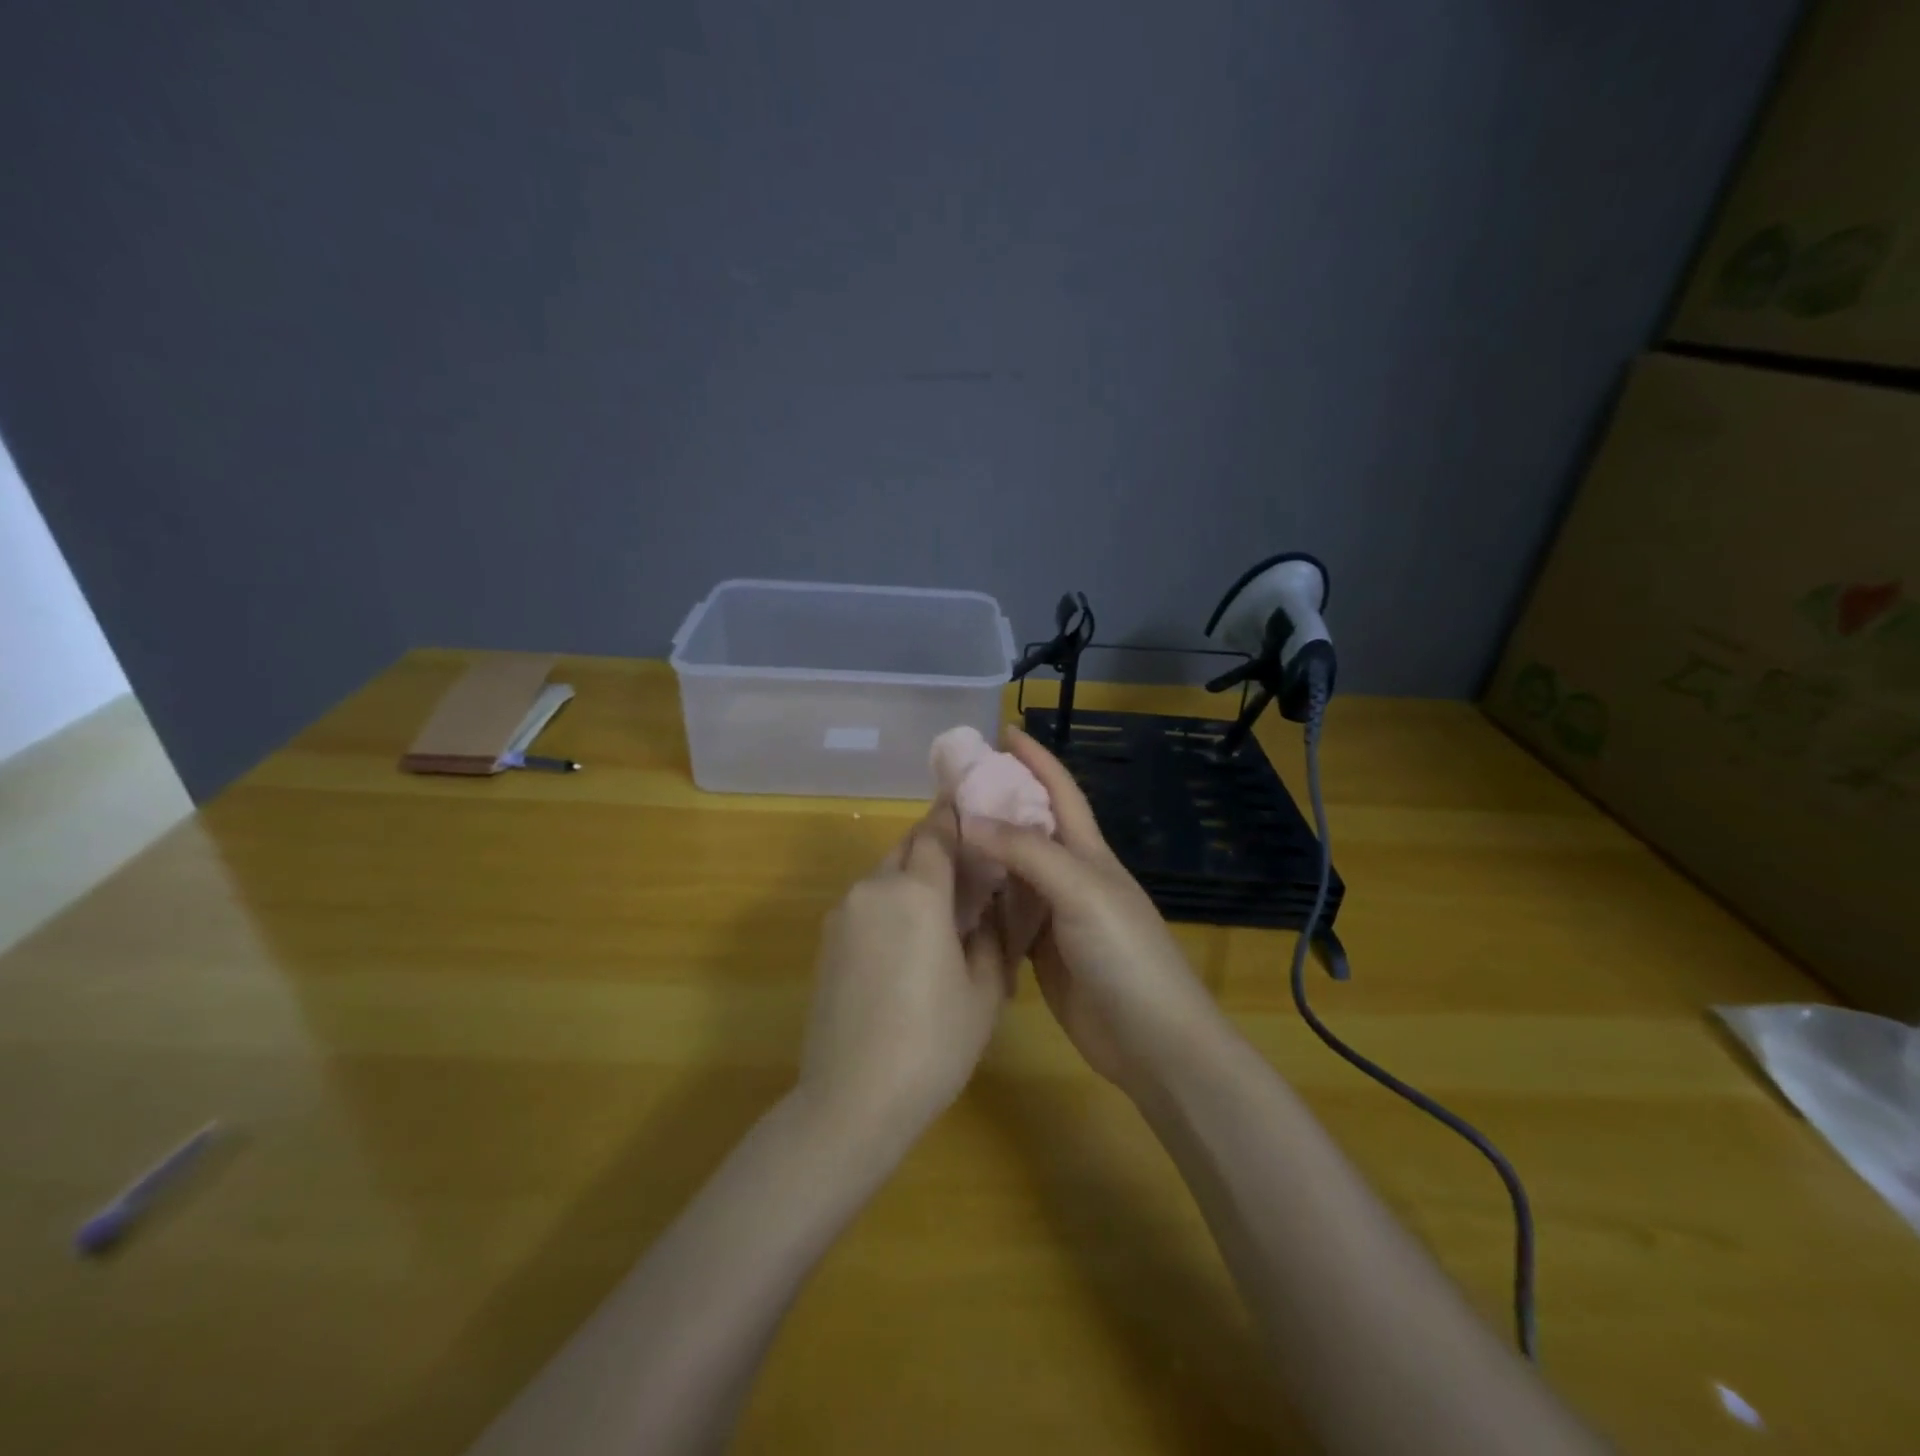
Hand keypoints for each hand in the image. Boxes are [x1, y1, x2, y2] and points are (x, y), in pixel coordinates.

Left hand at [797, 804, 1016, 1147]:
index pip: (936, 831)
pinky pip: (865, 905)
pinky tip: (906, 946)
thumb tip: (984, 909)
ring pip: (884, 876)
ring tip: (939, 915)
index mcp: (916, 891)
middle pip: (906, 847)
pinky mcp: (826, 942)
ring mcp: (843, 914)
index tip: (973, 806)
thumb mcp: (983, 990)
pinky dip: (889, 906)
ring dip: (911, 879)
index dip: (954, 815)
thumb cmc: (933, 1042)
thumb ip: (988, 936)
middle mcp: (873, 888)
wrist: (852, 1098)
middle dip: (935, 847)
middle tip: (966, 869)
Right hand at [958, 727, 1228, 1095]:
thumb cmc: (1125, 954)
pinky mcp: (1040, 950)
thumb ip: (1028, 853)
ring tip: (939, 831)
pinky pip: (1004, 913)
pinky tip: (950, 891)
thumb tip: (969, 819)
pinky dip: (980, 897)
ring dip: (983, 848)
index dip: (1035, 759)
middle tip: (948, 784)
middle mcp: (1070, 875)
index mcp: (1088, 852)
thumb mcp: (1081, 891)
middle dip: (997, 799)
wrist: (1151, 1040)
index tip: (1003, 731)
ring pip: (1012, 869)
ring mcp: (1054, 914)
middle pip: (1030, 826)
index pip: (1060, 791)